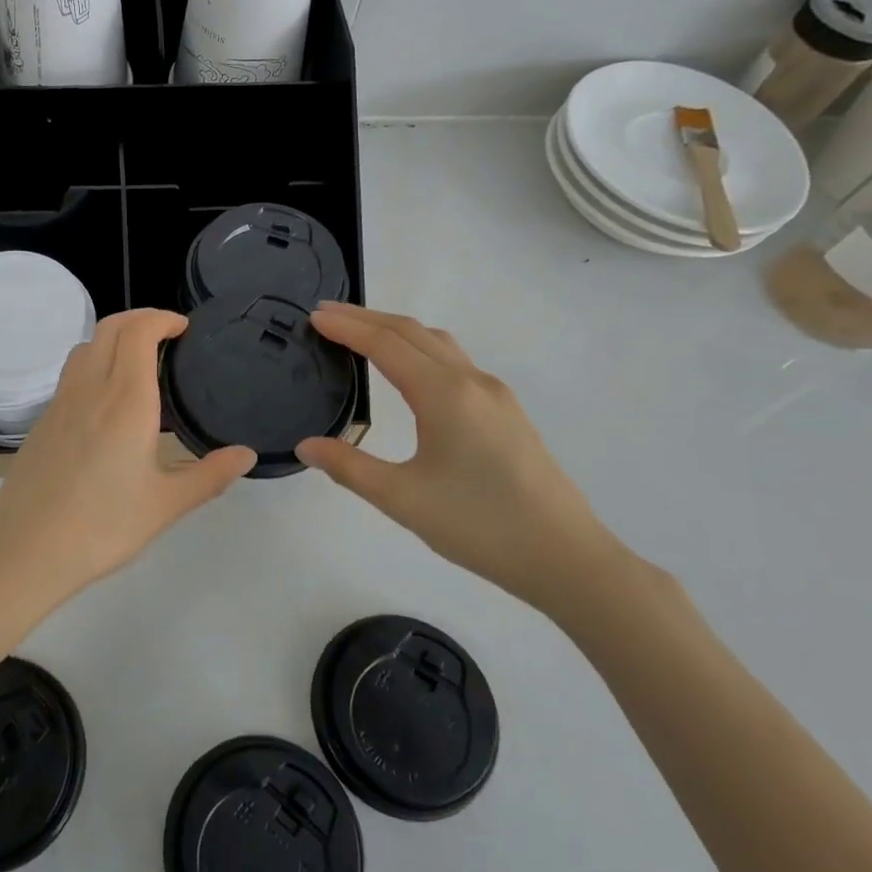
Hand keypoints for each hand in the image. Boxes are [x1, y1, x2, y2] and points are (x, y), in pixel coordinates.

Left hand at [0, 309, 256, 615]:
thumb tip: (247, 454)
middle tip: (167, 334)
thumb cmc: (104, 527)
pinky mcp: (42, 422)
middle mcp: (90, 390)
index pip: (139, 332)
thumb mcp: (166, 505)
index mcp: (126, 401)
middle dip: (140, 318)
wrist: (27, 551)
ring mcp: (60, 403)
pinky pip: (70, 374)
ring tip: (138, 361)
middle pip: (110, 328)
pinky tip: (106, 401)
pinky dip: (93, 363)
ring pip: (85, 347)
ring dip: (113, 338)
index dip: (161, 318)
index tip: (183, 327)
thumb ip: (210, 475)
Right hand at [296, 303, 622, 613]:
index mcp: (444, 394)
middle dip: (366, 318)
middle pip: (411, 332)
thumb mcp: (402, 500)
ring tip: (360, 334)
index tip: (313, 316)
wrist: (565, 557)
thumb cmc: (479, 526)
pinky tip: (409, 370)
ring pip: (438, 343)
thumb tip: (306, 446)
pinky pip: (454, 361)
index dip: (346, 327)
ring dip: (395, 330)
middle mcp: (471, 381)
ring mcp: (494, 394)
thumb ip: (349, 467)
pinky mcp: (506, 412)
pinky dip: (420, 348)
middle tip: (326, 315)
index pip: (385, 344)